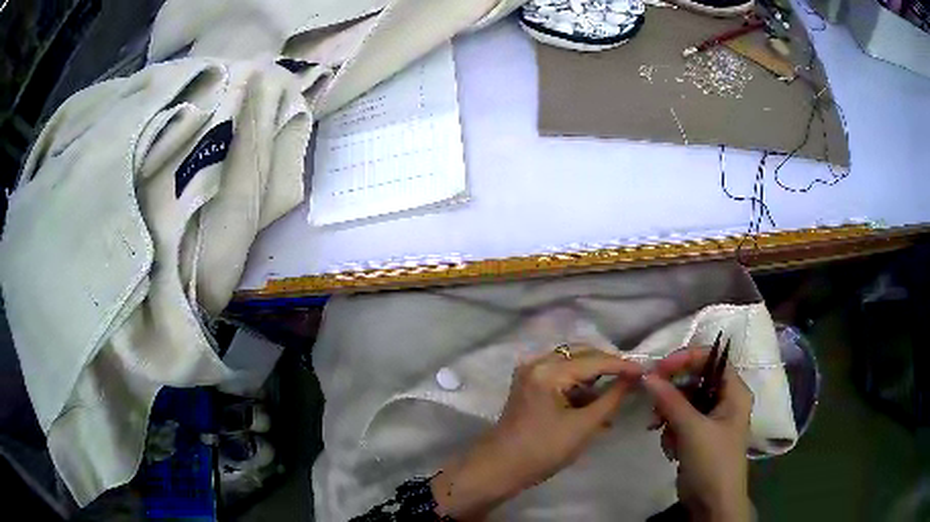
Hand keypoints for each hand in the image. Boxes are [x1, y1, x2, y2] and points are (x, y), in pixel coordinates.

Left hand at [432, 347, 642, 519]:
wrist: (500, 468)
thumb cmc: (543, 450)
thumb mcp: (584, 426)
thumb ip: (612, 398)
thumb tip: (633, 379)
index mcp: (549, 371)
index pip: (595, 360)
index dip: (622, 365)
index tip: (646, 371)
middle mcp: (537, 362)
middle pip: (582, 354)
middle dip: (608, 366)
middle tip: (632, 379)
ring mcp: (530, 371)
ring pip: (572, 363)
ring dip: (594, 377)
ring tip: (615, 395)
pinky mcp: (528, 383)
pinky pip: (560, 375)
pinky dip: (578, 385)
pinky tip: (594, 402)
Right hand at [642, 348, 753, 521]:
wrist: (712, 503)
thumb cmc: (712, 461)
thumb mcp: (692, 429)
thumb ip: (670, 401)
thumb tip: (646, 375)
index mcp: (734, 392)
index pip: (712, 360)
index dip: (687, 359)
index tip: (660, 369)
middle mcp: (725, 401)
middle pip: (695, 380)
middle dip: (673, 392)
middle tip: (653, 401)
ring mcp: (711, 420)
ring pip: (684, 402)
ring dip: (669, 414)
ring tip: (659, 428)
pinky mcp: (698, 436)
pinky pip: (680, 421)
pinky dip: (671, 430)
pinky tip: (670, 447)